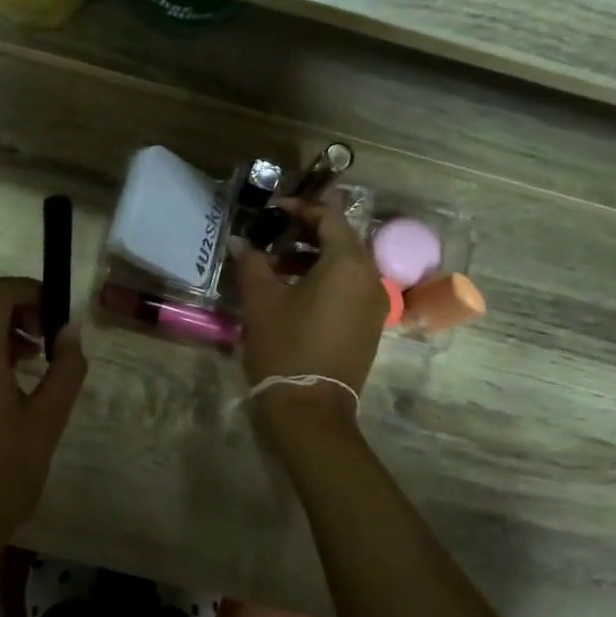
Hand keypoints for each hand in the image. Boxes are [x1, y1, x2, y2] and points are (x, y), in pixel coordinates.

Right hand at [233, 198, 385, 431]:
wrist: (310, 409)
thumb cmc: (286, 346)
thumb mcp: (261, 300)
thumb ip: (251, 262)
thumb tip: (241, 242)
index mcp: (348, 264)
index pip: (330, 217)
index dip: (300, 207)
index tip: (272, 210)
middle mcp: (370, 278)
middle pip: (341, 239)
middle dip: (306, 232)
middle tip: (272, 234)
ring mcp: (374, 304)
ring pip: (345, 265)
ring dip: (313, 257)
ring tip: (276, 265)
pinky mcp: (369, 325)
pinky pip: (349, 287)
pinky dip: (325, 279)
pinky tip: (294, 291)